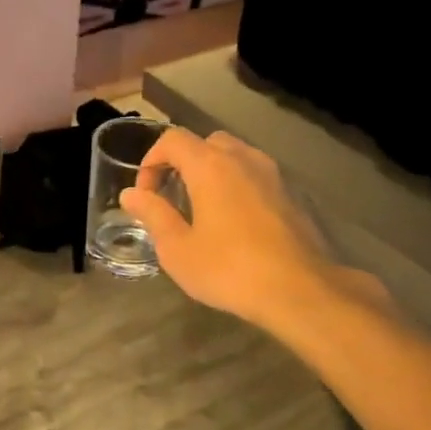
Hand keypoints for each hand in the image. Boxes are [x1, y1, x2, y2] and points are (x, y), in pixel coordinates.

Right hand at [119, 128, 353, 328]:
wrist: (299, 289)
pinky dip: (236, 185)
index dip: (151, 161)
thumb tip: (131, 194)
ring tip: (201, 208)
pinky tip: (233, 222)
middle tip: (172, 197)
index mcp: (210, 165)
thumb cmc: (229, 270)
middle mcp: (243, 158)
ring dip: (212, 172)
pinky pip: (255, 176)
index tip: (146, 194)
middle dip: (182, 163)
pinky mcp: (291, 194)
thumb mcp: (178, 249)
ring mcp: (272, 174)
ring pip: (234, 156)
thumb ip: (153, 215)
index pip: (173, 140)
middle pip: (205, 143)